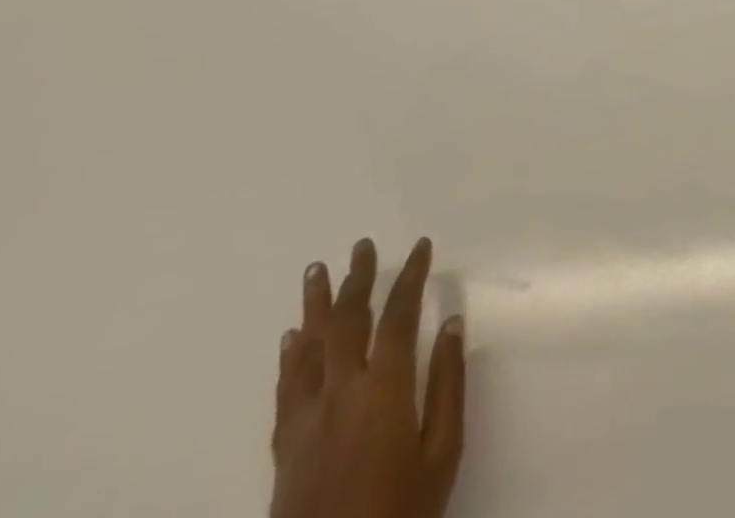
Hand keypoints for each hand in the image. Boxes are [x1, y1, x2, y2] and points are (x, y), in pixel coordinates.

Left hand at [271, 237, 466, 517]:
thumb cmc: (401, 514)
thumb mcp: (442, 453)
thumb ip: (446, 385)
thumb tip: (449, 323)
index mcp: (385, 390)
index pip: (398, 317)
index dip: (410, 277)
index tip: (422, 247)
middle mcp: (341, 394)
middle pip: (348, 323)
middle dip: (358, 279)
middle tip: (363, 245)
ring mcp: (307, 421)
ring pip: (310, 349)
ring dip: (315, 306)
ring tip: (316, 271)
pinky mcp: (285, 448)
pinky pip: (286, 389)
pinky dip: (290, 357)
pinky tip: (291, 338)